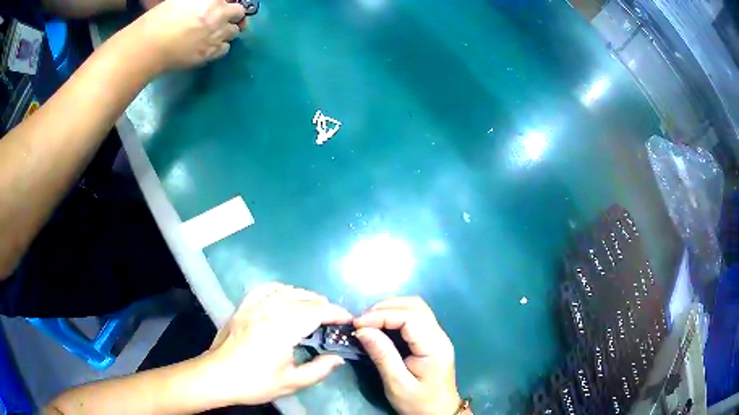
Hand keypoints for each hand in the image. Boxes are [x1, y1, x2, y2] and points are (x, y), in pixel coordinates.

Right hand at [135, 0, 246, 69]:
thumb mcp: (183, 0)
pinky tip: (208, 46)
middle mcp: (221, 15)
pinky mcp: (211, 53)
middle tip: (220, 19)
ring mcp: (218, 35)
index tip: (223, 6)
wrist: (150, 46)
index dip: (227, 3)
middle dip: (232, 15)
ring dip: (226, 31)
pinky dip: (220, 47)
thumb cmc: (160, 18)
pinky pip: (225, 48)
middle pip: (239, 13)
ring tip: (213, 34)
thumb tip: (211, 4)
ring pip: (234, 32)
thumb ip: (202, 1)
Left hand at [202, 283, 350, 405]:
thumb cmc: (254, 382)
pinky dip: (281, 289)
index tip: (348, 320)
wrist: (216, 376)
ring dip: (305, 296)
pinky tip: (286, 296)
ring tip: (315, 308)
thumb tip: (338, 358)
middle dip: (324, 306)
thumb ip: (319, 369)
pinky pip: (265, 288)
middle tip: (334, 320)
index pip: (316, 311)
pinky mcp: (242, 307)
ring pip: (286, 290)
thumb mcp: (290, 382)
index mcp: (282, 329)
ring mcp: (253, 306)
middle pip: (303, 299)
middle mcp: (268, 310)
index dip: (336, 313)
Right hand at [354, 297, 462, 414]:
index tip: (357, 324)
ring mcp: (438, 336)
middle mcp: (439, 335)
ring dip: (391, 309)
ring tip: (369, 322)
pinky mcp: (432, 340)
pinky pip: (415, 318)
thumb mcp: (397, 384)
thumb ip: (382, 355)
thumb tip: (363, 330)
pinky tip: (382, 326)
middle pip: (415, 306)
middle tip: (361, 322)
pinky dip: (396, 316)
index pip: (409, 317)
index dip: (381, 315)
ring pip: (416, 308)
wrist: (439, 413)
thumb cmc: (419, 403)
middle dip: (385, 308)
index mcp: (434, 347)